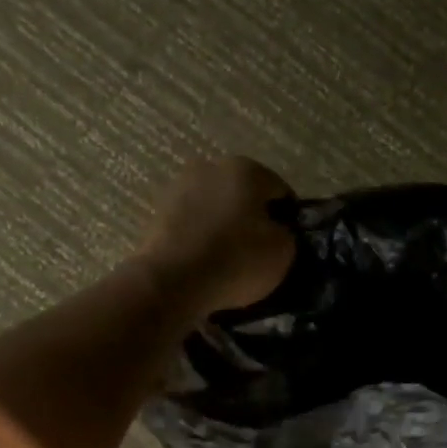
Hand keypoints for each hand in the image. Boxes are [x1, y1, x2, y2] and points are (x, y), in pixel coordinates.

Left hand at [138, 157, 296, 317]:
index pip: (279, 190)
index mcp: (247, 169)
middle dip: (252, 217)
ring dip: (224, 225)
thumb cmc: (236, 259)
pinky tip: (205, 261)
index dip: (288, 217)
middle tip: (258, 250)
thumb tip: (275, 232)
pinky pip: (191, 224)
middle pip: (243, 194)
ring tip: (229, 258)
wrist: (172, 281)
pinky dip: (200, 237)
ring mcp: (179, 188)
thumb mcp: (282, 252)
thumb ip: (286, 235)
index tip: (288, 241)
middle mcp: (210, 167)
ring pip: (214, 207)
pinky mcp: (158, 213)